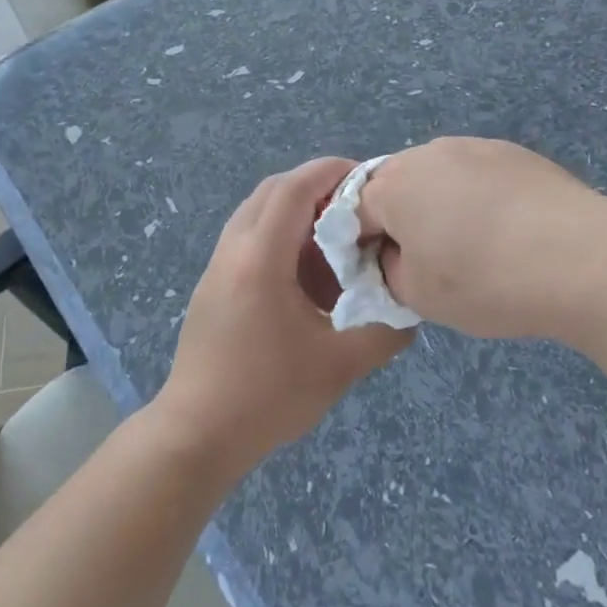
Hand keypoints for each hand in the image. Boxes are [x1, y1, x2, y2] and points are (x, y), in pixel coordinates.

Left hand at [152, 158, 412, 478]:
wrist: (196, 435)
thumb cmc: (266, 397)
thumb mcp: (339, 367)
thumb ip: (384, 334)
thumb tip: (410, 312)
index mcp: (260, 258)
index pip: (295, 187)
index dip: (332, 171)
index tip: (369, 177)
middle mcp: (233, 249)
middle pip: (273, 190)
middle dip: (317, 187)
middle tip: (356, 208)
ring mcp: (217, 267)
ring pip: (257, 214)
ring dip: (296, 214)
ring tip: (335, 243)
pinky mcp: (212, 286)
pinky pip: (248, 239)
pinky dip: (279, 238)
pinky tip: (306, 277)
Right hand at [355, 137, 606, 342]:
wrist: (583, 258)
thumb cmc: (485, 280)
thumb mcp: (418, 296)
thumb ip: (389, 271)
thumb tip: (397, 252)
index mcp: (394, 184)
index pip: (355, 212)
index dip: (364, 245)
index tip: (388, 274)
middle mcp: (429, 152)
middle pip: (397, 185)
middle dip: (402, 219)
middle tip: (428, 260)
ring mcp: (477, 147)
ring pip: (439, 177)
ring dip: (441, 206)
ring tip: (474, 246)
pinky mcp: (516, 153)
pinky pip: (478, 175)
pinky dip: (480, 199)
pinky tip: (508, 231)